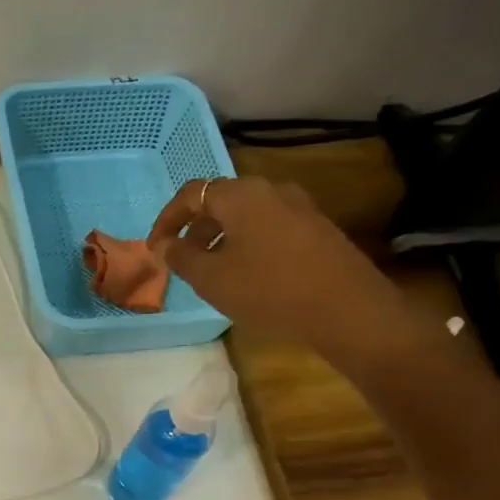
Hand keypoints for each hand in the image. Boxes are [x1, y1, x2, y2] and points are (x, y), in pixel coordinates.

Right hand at [147, 177, 407, 357]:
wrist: (345, 309)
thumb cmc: (268, 289)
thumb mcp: (212, 279)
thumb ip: (182, 258)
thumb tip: (167, 244)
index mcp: (241, 195)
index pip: (191, 194)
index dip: (167, 219)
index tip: (155, 247)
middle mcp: (271, 190)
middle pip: (221, 201)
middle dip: (195, 229)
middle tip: (181, 260)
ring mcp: (299, 207)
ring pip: (246, 216)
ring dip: (221, 238)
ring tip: (211, 272)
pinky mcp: (316, 229)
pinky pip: (268, 228)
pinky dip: (246, 244)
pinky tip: (247, 275)